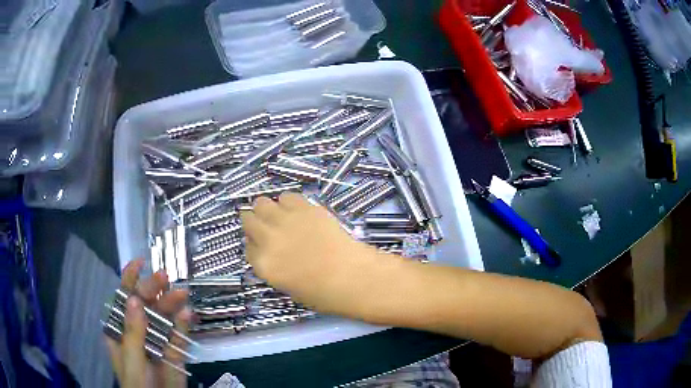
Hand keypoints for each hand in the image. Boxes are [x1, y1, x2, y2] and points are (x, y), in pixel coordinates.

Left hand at [106, 259, 191, 387]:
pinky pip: (178, 334)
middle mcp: (138, 330)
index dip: (129, 280)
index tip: (140, 262)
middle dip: (153, 289)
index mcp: (121, 331)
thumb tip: (133, 299)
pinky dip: (183, 324)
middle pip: (144, 304)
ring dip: (170, 304)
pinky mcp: (174, 350)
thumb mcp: (132, 360)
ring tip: (181, 294)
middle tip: (165, 278)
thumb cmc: (138, 384)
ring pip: (162, 317)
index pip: (123, 300)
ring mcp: (156, 340)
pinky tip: (187, 313)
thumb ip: (133, 333)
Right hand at [241, 193, 396, 318]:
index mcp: (263, 264)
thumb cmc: (323, 292)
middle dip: (254, 222)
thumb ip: (272, 265)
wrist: (353, 277)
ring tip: (280, 216)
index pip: (247, 246)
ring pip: (262, 203)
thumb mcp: (288, 286)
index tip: (263, 245)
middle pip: (248, 219)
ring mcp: (285, 221)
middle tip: (267, 226)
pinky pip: (287, 196)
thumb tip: (269, 250)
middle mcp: (268, 239)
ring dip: (267, 209)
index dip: (255, 244)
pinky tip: (298, 211)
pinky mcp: (305, 208)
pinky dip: (289, 202)